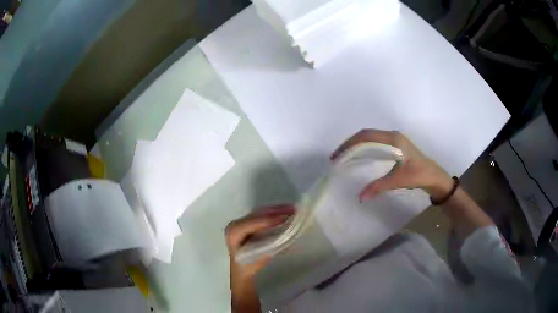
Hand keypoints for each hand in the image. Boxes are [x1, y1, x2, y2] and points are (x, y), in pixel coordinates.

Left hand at [226, 205, 294, 278]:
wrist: (239, 267)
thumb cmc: (248, 265)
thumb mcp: (259, 258)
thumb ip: (270, 246)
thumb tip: (287, 236)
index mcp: (234, 233)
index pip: (252, 223)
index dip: (269, 220)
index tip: (285, 218)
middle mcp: (236, 223)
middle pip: (257, 214)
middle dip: (276, 211)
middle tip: (293, 209)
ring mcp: (241, 221)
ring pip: (260, 212)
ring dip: (277, 209)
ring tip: (292, 208)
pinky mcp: (247, 221)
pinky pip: (262, 214)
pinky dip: (274, 212)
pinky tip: (285, 210)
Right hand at [331, 129, 452, 201]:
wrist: (434, 176)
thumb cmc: (419, 175)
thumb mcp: (398, 180)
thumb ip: (378, 187)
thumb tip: (360, 197)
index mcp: (393, 139)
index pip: (366, 136)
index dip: (349, 144)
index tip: (338, 156)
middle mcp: (392, 136)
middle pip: (366, 135)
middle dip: (350, 144)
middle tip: (338, 157)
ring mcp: (394, 140)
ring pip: (370, 138)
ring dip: (357, 145)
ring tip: (345, 156)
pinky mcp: (396, 146)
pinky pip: (376, 143)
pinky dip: (364, 148)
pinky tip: (360, 157)